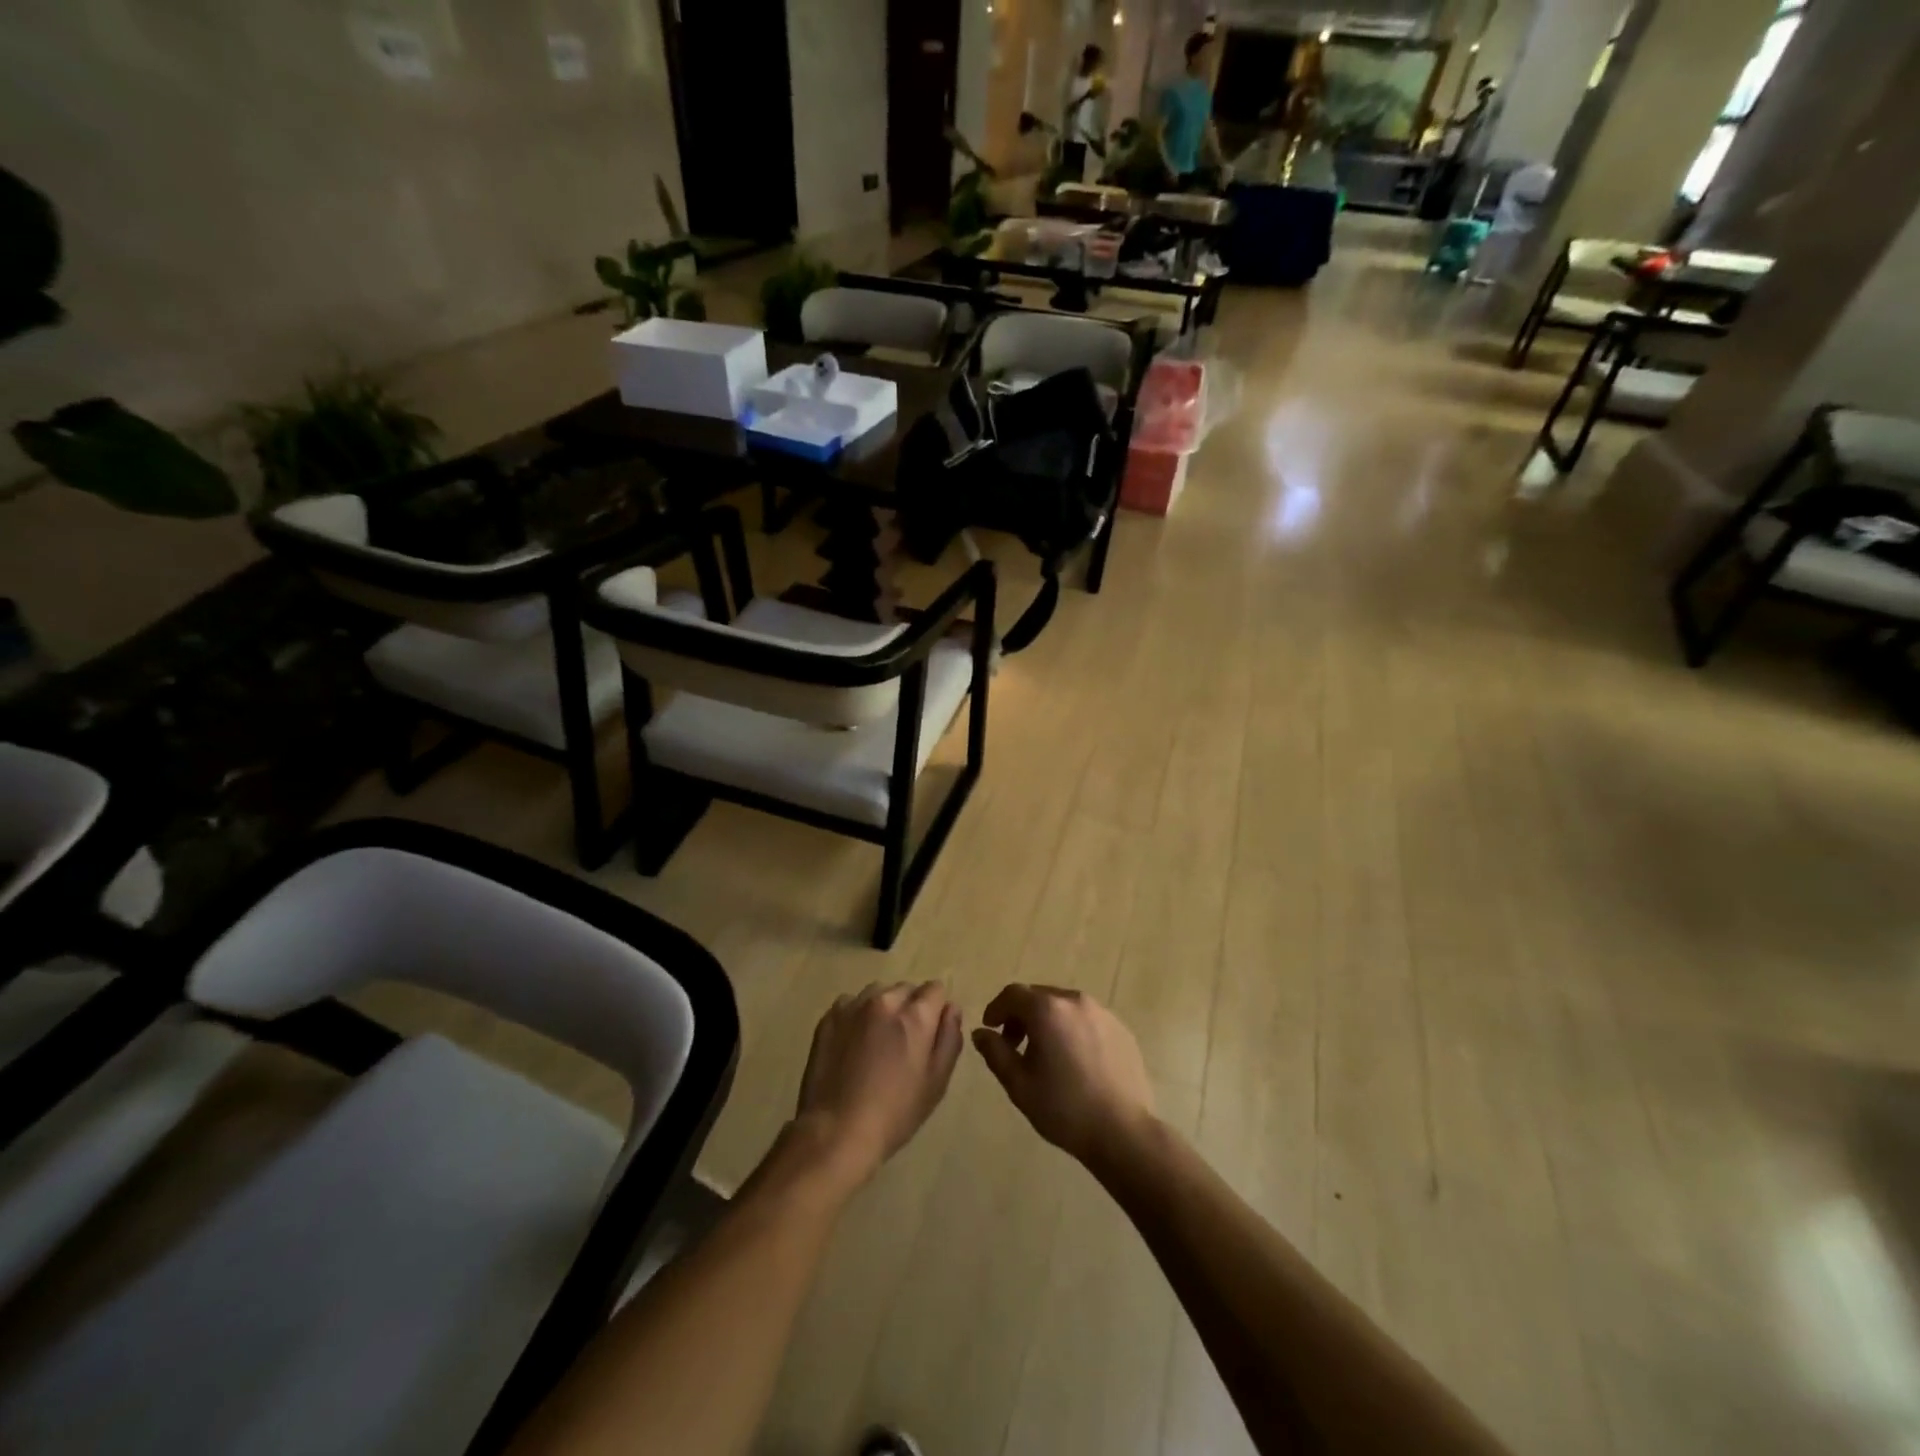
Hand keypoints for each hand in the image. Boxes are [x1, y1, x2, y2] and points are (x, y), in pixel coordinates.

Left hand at [794, 983, 963, 1188]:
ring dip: (882, 1009)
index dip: (936, 1009)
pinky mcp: (829, 1017)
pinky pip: (851, 1004)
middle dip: (909, 1008)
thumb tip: (951, 1008)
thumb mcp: (936, 1082)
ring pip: (877, 993)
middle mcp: (885, 1001)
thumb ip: (949, 1038)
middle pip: (906, 990)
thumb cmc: (895, 1112)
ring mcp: (853, 1006)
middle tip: (902, 1044)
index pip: (935, 989)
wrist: (837, 1131)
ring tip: (875, 1042)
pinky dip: (856, 1016)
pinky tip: (852, 1045)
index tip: (928, 1034)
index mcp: (915, 1015)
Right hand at [972, 985, 1156, 1171]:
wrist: (1123, 1132)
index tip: (990, 1029)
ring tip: (1046, 1054)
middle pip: (1039, 996)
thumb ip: (995, 1052)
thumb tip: (981, 1033)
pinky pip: (1087, 1019)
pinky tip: (1075, 1061)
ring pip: (1064, 1006)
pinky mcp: (1121, 1028)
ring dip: (1048, 1021)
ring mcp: (1102, 1013)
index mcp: (1048, 1010)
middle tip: (1015, 1045)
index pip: (1013, 994)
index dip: (997, 1008)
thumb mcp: (1019, 1084)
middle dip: (1021, 1015)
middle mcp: (1075, 1001)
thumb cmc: (1064, 1108)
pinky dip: (1072, 1029)